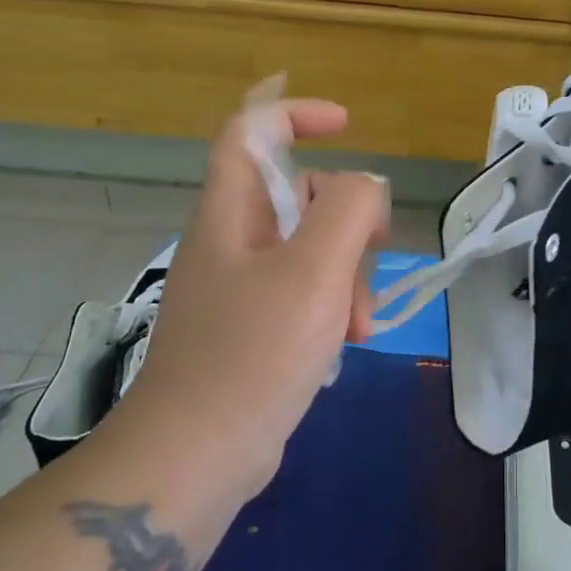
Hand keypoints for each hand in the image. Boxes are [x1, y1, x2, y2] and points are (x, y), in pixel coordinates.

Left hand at [102, 97, 386, 500]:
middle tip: (373, 251)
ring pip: (310, 248)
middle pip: (299, 194)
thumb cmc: (254, 353)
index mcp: (231, 213)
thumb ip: (348, 210)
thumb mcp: (314, 271)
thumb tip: (365, 187)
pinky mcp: (251, 326)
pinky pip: (304, 291)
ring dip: (347, 274)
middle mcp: (231, 240)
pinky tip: (345, 342)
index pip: (250, 132)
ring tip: (358, 324)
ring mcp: (240, 286)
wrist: (196, 457)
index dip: (294, 113)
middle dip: (346, 219)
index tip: (346, 126)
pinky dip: (331, 305)